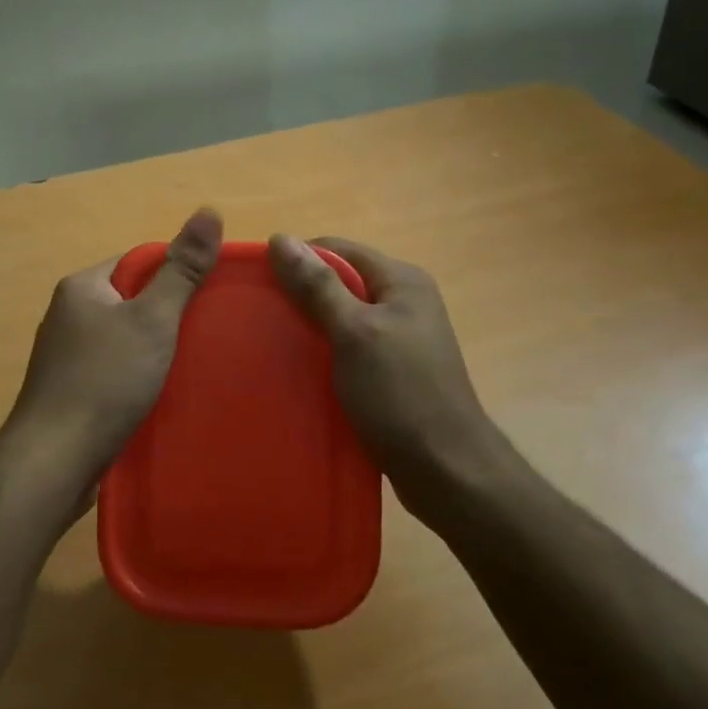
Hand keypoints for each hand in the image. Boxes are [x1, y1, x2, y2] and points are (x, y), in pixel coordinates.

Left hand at [5, 209, 223, 491]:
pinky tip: (159, 395)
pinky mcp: (69, 391)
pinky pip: (112, 370)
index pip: (137, 263)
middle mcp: (67, 315)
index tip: (208, 297)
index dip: (175, 275)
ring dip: (153, 350)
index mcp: (82, 287)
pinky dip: (136, 377)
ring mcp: (65, 356)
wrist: (54, 460)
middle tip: (207, 333)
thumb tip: (208, 211)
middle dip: (167, 316)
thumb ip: (182, 270)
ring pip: (122, 339)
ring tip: (191, 365)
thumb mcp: (152, 319)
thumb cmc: (105, 380)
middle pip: (130, 302)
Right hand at [268, 234, 513, 525]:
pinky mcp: (394, 371)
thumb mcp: (354, 333)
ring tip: (273, 343)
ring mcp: (401, 338)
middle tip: (261, 317)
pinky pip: (350, 348)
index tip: (260, 284)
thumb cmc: (400, 393)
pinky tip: (300, 370)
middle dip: (301, 296)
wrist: (446, 470)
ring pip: (343, 318)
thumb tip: (280, 238)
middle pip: (340, 282)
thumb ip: (318, 286)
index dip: (298, 260)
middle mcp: (404, 302)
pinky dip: (325, 354)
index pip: (337, 250)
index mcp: (401, 281)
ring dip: (311, 327)